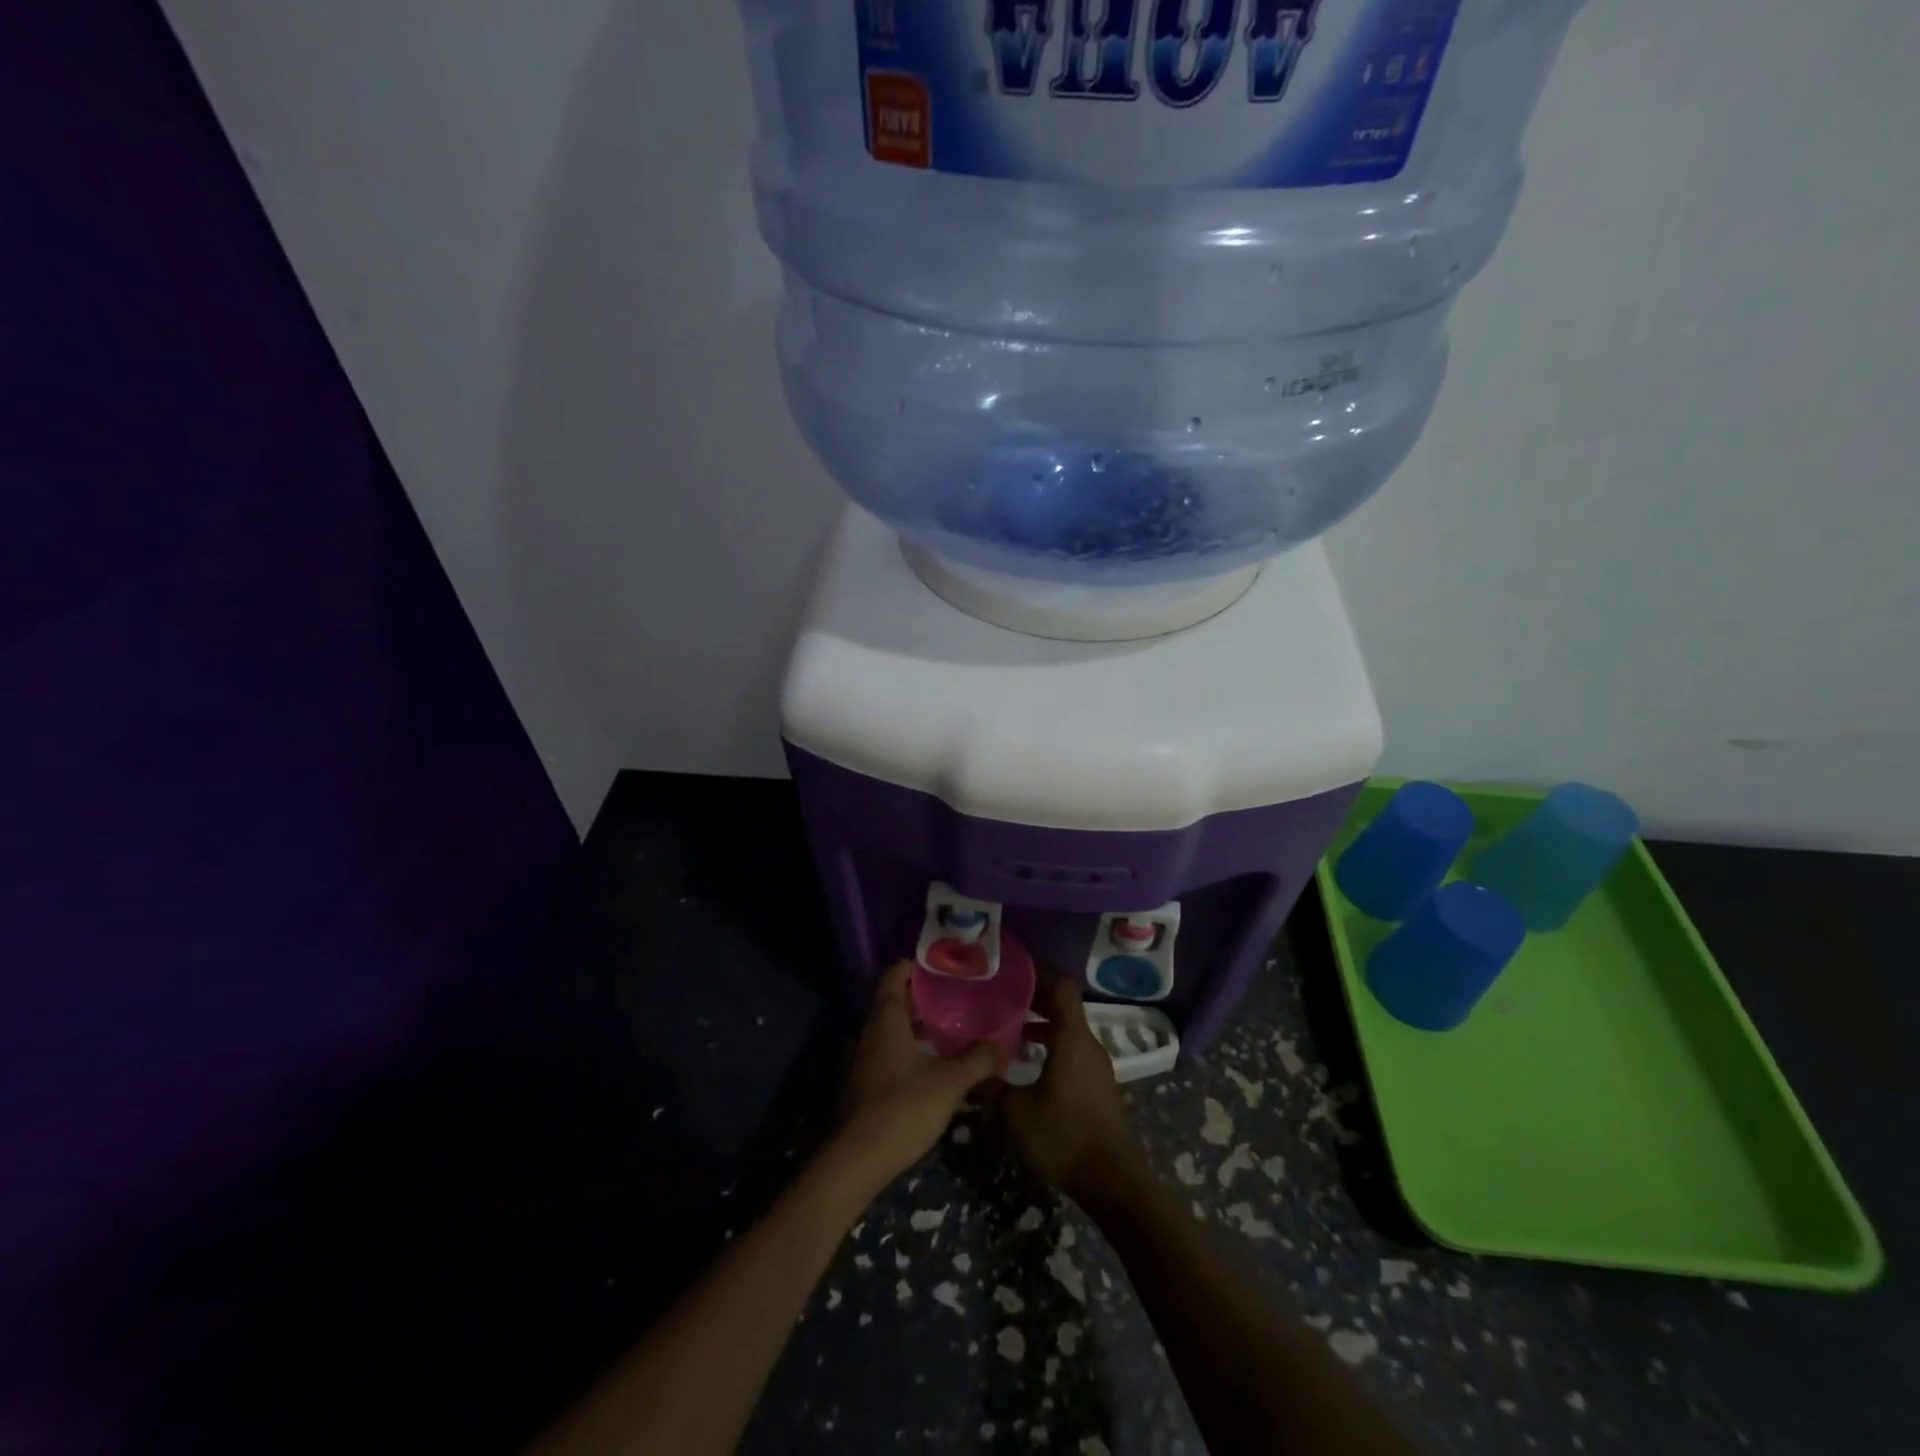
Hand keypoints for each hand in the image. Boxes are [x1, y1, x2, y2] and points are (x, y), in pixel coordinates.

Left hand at [832, 961, 999, 1190]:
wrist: (858, 1161)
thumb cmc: (903, 1108)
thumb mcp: (949, 1082)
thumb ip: (976, 1060)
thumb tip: (1000, 1042)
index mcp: (886, 1019)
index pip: (894, 976)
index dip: (915, 966)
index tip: (941, 964)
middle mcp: (870, 1033)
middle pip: (892, 1002)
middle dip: (920, 996)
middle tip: (954, 995)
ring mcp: (863, 1061)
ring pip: (890, 1030)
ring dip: (914, 1026)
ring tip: (948, 1027)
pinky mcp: (864, 1086)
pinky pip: (888, 1054)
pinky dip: (908, 1049)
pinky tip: (931, 1064)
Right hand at [998, 973, 1142, 1203]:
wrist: (1113, 1182)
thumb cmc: (1065, 1136)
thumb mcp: (1017, 1113)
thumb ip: (991, 1087)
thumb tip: (967, 1071)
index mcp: (1072, 1038)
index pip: (1062, 987)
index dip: (1040, 973)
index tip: (1014, 970)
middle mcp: (1088, 1044)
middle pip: (1065, 1006)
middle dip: (1035, 997)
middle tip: (1002, 995)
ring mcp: (1096, 1067)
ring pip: (1068, 1030)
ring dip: (1043, 1023)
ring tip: (1010, 1027)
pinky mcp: (1098, 1088)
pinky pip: (1073, 1051)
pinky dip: (1052, 1045)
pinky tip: (1029, 1063)